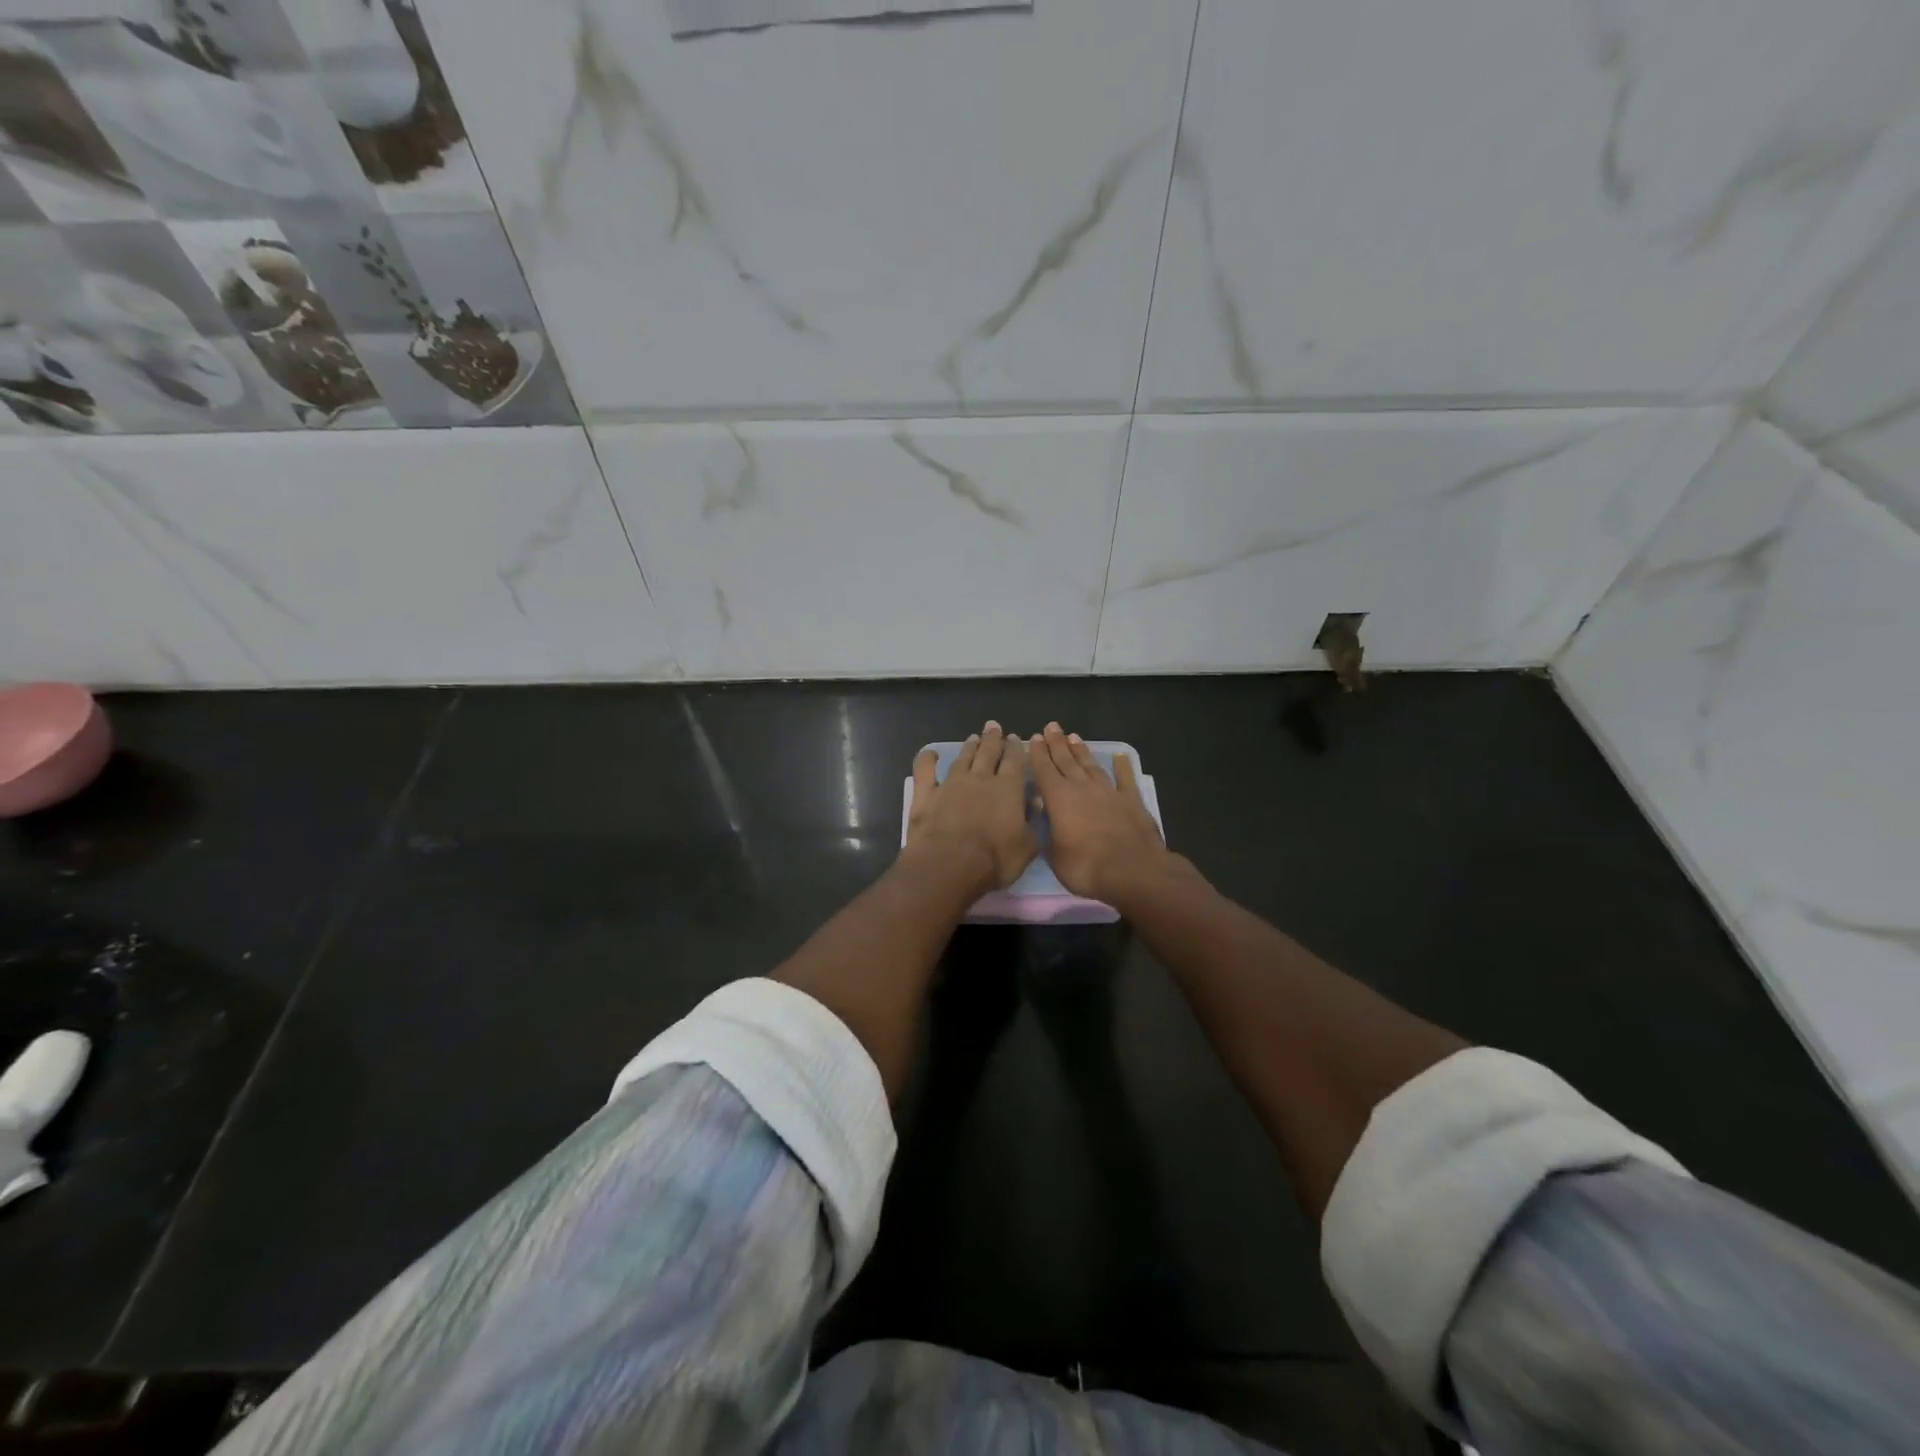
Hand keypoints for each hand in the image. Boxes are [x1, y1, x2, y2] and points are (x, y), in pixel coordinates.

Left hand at [904, 722, 1036, 895]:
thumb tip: (1036, 803)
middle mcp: (980, 779)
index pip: (1015, 761)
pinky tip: (930, 753)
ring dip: (969, 747)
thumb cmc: (995, 860)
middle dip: (993, 739)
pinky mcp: (927, 795)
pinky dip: (927, 760)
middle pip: (988, 753)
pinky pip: (925, 771)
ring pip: (962, 758)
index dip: (1015, 748)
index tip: (1015, 738)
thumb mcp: (1027, 847)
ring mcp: (951, 784)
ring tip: (973, 738)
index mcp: (1008, 789)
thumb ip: (1033, 823)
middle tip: (994, 727)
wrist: (950, 865)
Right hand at [1030, 722, 1169, 904]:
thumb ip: (1047, 834)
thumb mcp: (1054, 856)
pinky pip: (1125, 778)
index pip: (1044, 770)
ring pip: (1091, 766)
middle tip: (1052, 727)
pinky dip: (1122, 766)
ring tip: (1074, 737)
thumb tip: (1043, 820)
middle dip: (1057, 743)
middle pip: (1066, 761)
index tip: (1035, 738)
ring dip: (1082, 751)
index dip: (1038, 754)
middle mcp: (1082, 788)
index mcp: (1059, 799)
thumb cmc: (1086, 867)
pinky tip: (1120, 756)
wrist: (1133, 871)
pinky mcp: (1132, 801)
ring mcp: (1109, 792)